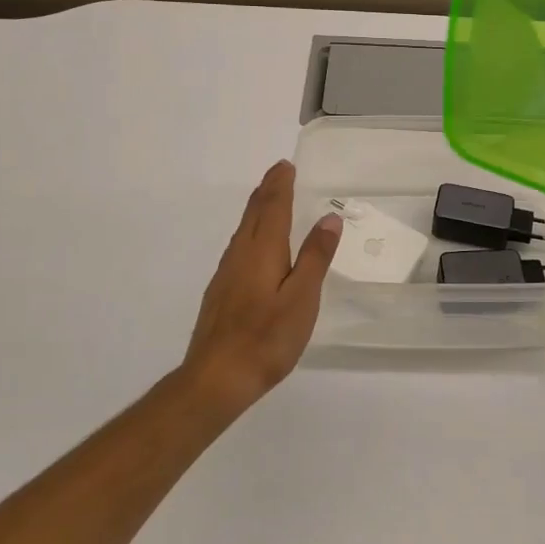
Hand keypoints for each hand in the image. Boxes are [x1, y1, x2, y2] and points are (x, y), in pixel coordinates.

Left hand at [179, 160, 341, 417]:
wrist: (216, 378)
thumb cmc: (266, 338)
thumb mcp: (302, 298)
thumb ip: (315, 257)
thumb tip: (328, 217)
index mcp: (263, 251)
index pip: (273, 207)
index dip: (281, 185)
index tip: (286, 165)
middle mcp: (240, 255)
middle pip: (254, 213)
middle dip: (267, 190)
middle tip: (278, 172)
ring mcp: (226, 274)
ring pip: (244, 230)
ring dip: (258, 209)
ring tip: (268, 199)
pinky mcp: (220, 292)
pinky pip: (238, 247)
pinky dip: (250, 232)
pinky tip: (253, 245)